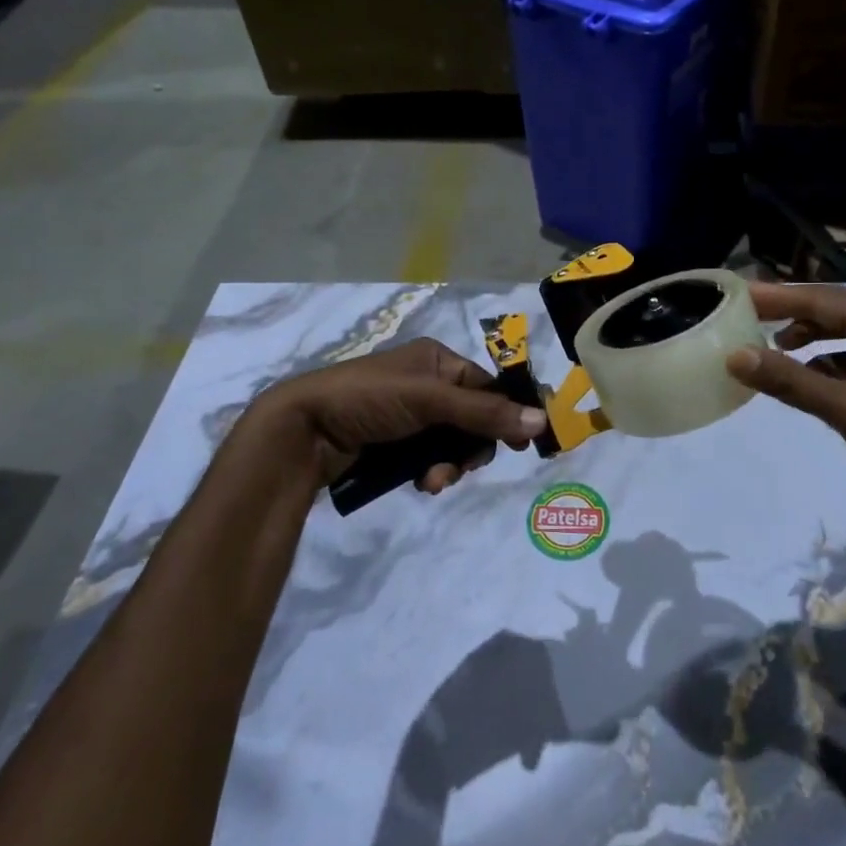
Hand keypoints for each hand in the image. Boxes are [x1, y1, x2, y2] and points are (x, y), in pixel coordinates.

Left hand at [247, 339, 546, 496]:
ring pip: (452, 443)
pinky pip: (429, 458)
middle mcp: (426, 383)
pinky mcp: (393, 443)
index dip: (506, 413)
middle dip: (471, 446)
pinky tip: (422, 485)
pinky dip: (431, 471)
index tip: (522, 444)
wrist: (302, 432)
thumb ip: (485, 412)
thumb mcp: (429, 400)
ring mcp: (409, 415)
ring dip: (451, 465)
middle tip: (463, 467)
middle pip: (473, 418)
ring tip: (433, 481)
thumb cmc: (368, 400)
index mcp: (436, 360)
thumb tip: (543, 420)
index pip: (486, 386)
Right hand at [724, 282, 845, 541]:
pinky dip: (829, 365)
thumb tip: (736, 357)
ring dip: (812, 340)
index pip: (824, 300)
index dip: (780, 297)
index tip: (742, 294)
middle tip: (750, 315)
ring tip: (775, 348)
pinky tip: (809, 381)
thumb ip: (791, 382)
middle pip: (836, 312)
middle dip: (793, 313)